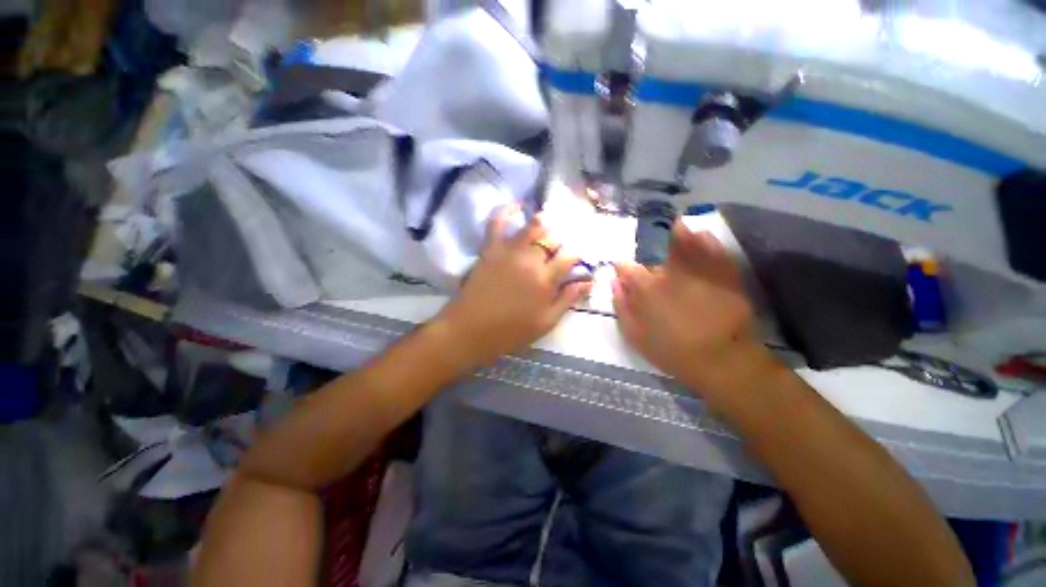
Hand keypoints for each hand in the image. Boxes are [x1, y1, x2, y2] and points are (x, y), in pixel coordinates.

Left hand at [436, 205, 591, 370]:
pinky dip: (506, 211)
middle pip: (553, 239)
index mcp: (546, 280)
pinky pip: (497, 223)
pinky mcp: (490, 249)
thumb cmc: (510, 332)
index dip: (577, 253)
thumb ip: (567, 300)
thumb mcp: (546, 322)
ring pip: (533, 226)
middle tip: (560, 246)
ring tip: (548, 223)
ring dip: (544, 222)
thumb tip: (587, 281)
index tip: (577, 256)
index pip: (570, 256)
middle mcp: (530, 260)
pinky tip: (516, 205)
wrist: (470, 330)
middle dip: (561, 240)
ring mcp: (509, 251)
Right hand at [613, 221, 779, 402]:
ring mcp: (699, 272)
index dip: (623, 268)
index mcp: (647, 289)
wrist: (722, 361)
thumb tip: (614, 284)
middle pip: (657, 258)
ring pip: (687, 247)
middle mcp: (671, 274)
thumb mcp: (636, 335)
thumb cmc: (672, 351)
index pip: (628, 270)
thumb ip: (622, 307)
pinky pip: (714, 252)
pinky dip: (708, 242)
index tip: (621, 268)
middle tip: (650, 256)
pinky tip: (704, 235)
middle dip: (650, 256)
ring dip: (681, 236)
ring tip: (679, 226)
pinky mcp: (724, 276)